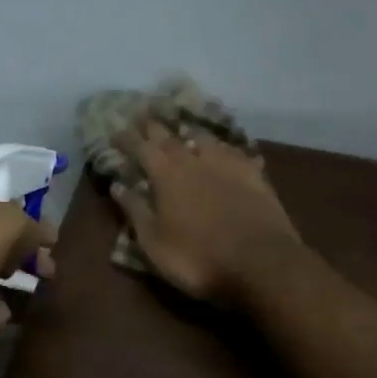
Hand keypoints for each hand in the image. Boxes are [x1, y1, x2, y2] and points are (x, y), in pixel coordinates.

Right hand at [110, 121, 302, 306]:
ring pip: (203, 137)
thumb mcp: (154, 242)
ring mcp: (228, 164)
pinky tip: (222, 149)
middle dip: (153, 125)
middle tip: (143, 114)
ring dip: (188, 130)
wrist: (261, 263)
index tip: (115, 130)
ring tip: (181, 126)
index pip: (140, 146)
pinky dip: (220, 146)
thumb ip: (135, 210)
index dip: (126, 137)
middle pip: (170, 135)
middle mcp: (194, 160)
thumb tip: (117, 184)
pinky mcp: (254, 175)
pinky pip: (232, 151)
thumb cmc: (197, 258)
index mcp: (166, 174)